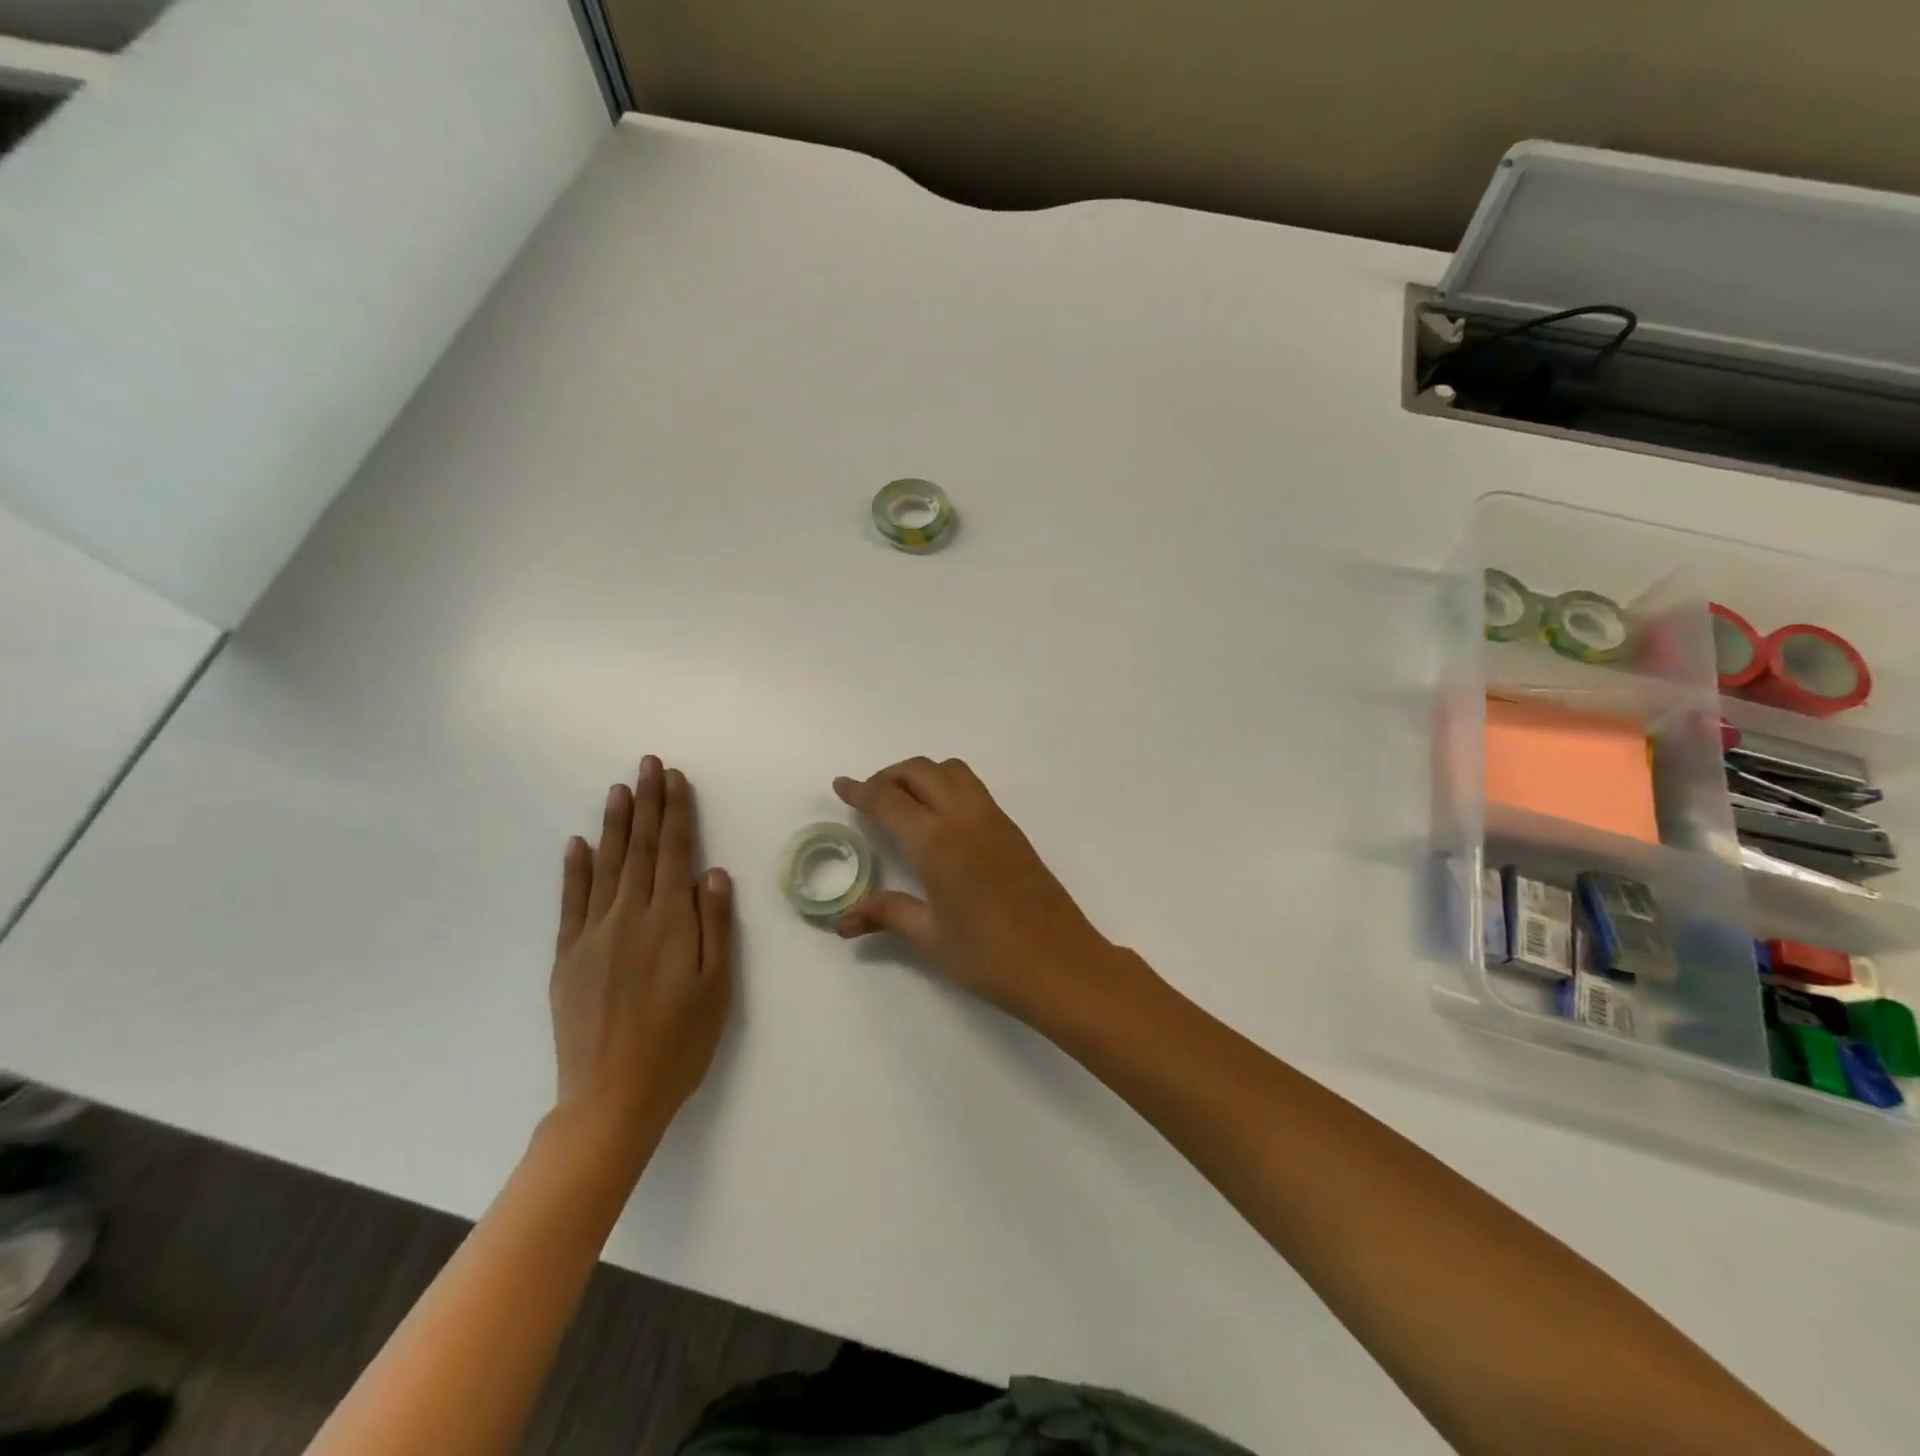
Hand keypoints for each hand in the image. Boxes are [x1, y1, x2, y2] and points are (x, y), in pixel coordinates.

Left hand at [549, 757, 732, 1156]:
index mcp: (670, 922)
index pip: (675, 853)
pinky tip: (579, 843)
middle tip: (648, 764)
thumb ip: (716, 927)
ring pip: (607, 865)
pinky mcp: (568, 956)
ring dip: (615, 824)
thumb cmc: (680, 1043)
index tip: (676, 779)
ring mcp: (593, 934)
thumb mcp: (717, 988)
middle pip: (641, 849)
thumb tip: (714, 874)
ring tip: (620, 789)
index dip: (677, 813)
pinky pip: (572, 901)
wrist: (612, 1096)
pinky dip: (575, 869)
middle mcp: (629, 917)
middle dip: (648, 803)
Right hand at [833, 758, 1119, 1021]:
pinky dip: (948, 786)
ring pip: (952, 771)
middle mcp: (964, 818)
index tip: (841, 785)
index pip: (889, 800)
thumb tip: (843, 922)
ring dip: (923, 774)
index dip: (861, 790)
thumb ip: (887, 914)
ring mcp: (993, 819)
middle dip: (890, 776)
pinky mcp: (1013, 829)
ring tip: (905, 802)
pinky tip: (940, 820)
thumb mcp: (931, 937)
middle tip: (870, 798)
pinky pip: (973, 788)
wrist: (1061, 963)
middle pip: (921, 771)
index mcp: (937, 842)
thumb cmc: (989, 956)